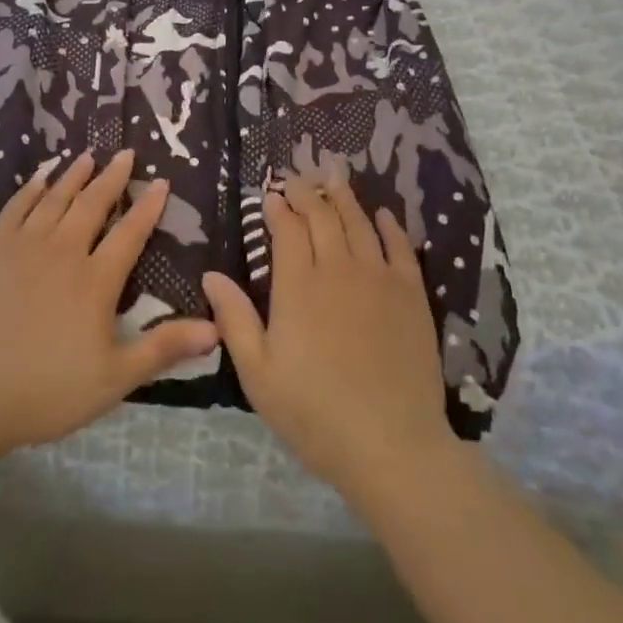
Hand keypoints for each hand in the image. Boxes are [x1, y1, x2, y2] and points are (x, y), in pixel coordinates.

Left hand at [0, 149, 219, 457]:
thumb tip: (215, 329)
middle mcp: (62, 252)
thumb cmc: (46, 390)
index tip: (160, 182)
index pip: (130, 233)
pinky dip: (30, 189)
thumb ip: (163, 348)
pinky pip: (14, 208)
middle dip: (112, 178)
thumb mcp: (114, 378)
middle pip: (92, 205)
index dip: (148, 207)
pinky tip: (38, 177)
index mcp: (95, 280)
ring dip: (73, 176)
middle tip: (125, 154)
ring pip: (54, 199)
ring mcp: (22, 247)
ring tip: (87, 156)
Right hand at [203, 170, 454, 503]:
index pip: (288, 230)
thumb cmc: (313, 412)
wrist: (391, 445)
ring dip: (344, 197)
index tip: (270, 195)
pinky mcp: (411, 296)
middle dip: (307, 193)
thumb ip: (234, 319)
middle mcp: (339, 271)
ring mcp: (379, 280)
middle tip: (297, 179)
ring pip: (360, 224)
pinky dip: (390, 226)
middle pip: (323, 217)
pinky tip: (382, 215)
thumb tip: (211, 274)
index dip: (278, 208)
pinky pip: (401, 248)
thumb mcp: (257, 372)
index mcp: (298, 287)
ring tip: (334, 177)